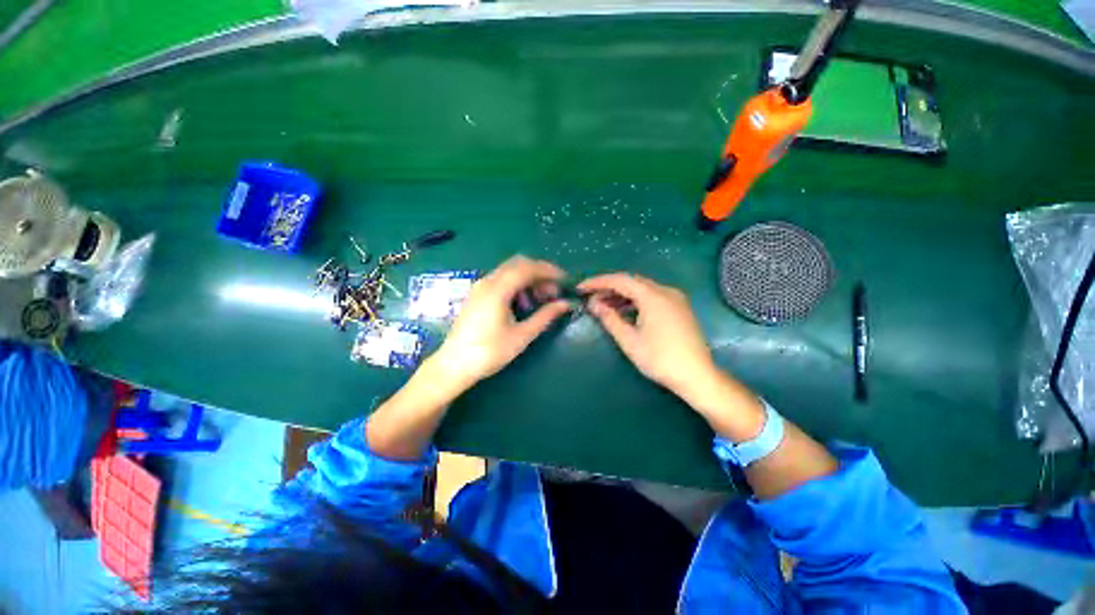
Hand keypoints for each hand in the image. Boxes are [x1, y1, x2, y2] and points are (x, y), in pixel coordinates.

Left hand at [432, 255, 570, 389]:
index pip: (528, 268)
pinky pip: (501, 280)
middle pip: (518, 264)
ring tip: (541, 299)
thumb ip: (545, 316)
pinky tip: (523, 303)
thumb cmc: (489, 353)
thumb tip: (565, 304)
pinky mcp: (477, 295)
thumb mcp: (522, 336)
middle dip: (540, 274)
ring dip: (529, 279)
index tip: (565, 281)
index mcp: (498, 290)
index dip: (549, 271)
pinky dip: (517, 285)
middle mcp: (487, 282)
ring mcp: (480, 287)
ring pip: (509, 271)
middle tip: (554, 291)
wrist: (454, 365)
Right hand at [578, 273, 716, 397]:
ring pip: (642, 289)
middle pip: (631, 282)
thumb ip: (610, 318)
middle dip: (609, 288)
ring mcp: (675, 298)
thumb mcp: (629, 340)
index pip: (620, 280)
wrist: (697, 376)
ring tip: (604, 306)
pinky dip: (635, 301)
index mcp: (653, 296)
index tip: (581, 288)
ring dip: (622, 295)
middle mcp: (665, 291)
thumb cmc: (660, 359)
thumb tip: (594, 304)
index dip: (598, 282)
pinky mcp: (679, 308)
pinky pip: (652, 297)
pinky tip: (625, 311)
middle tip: (591, 298)